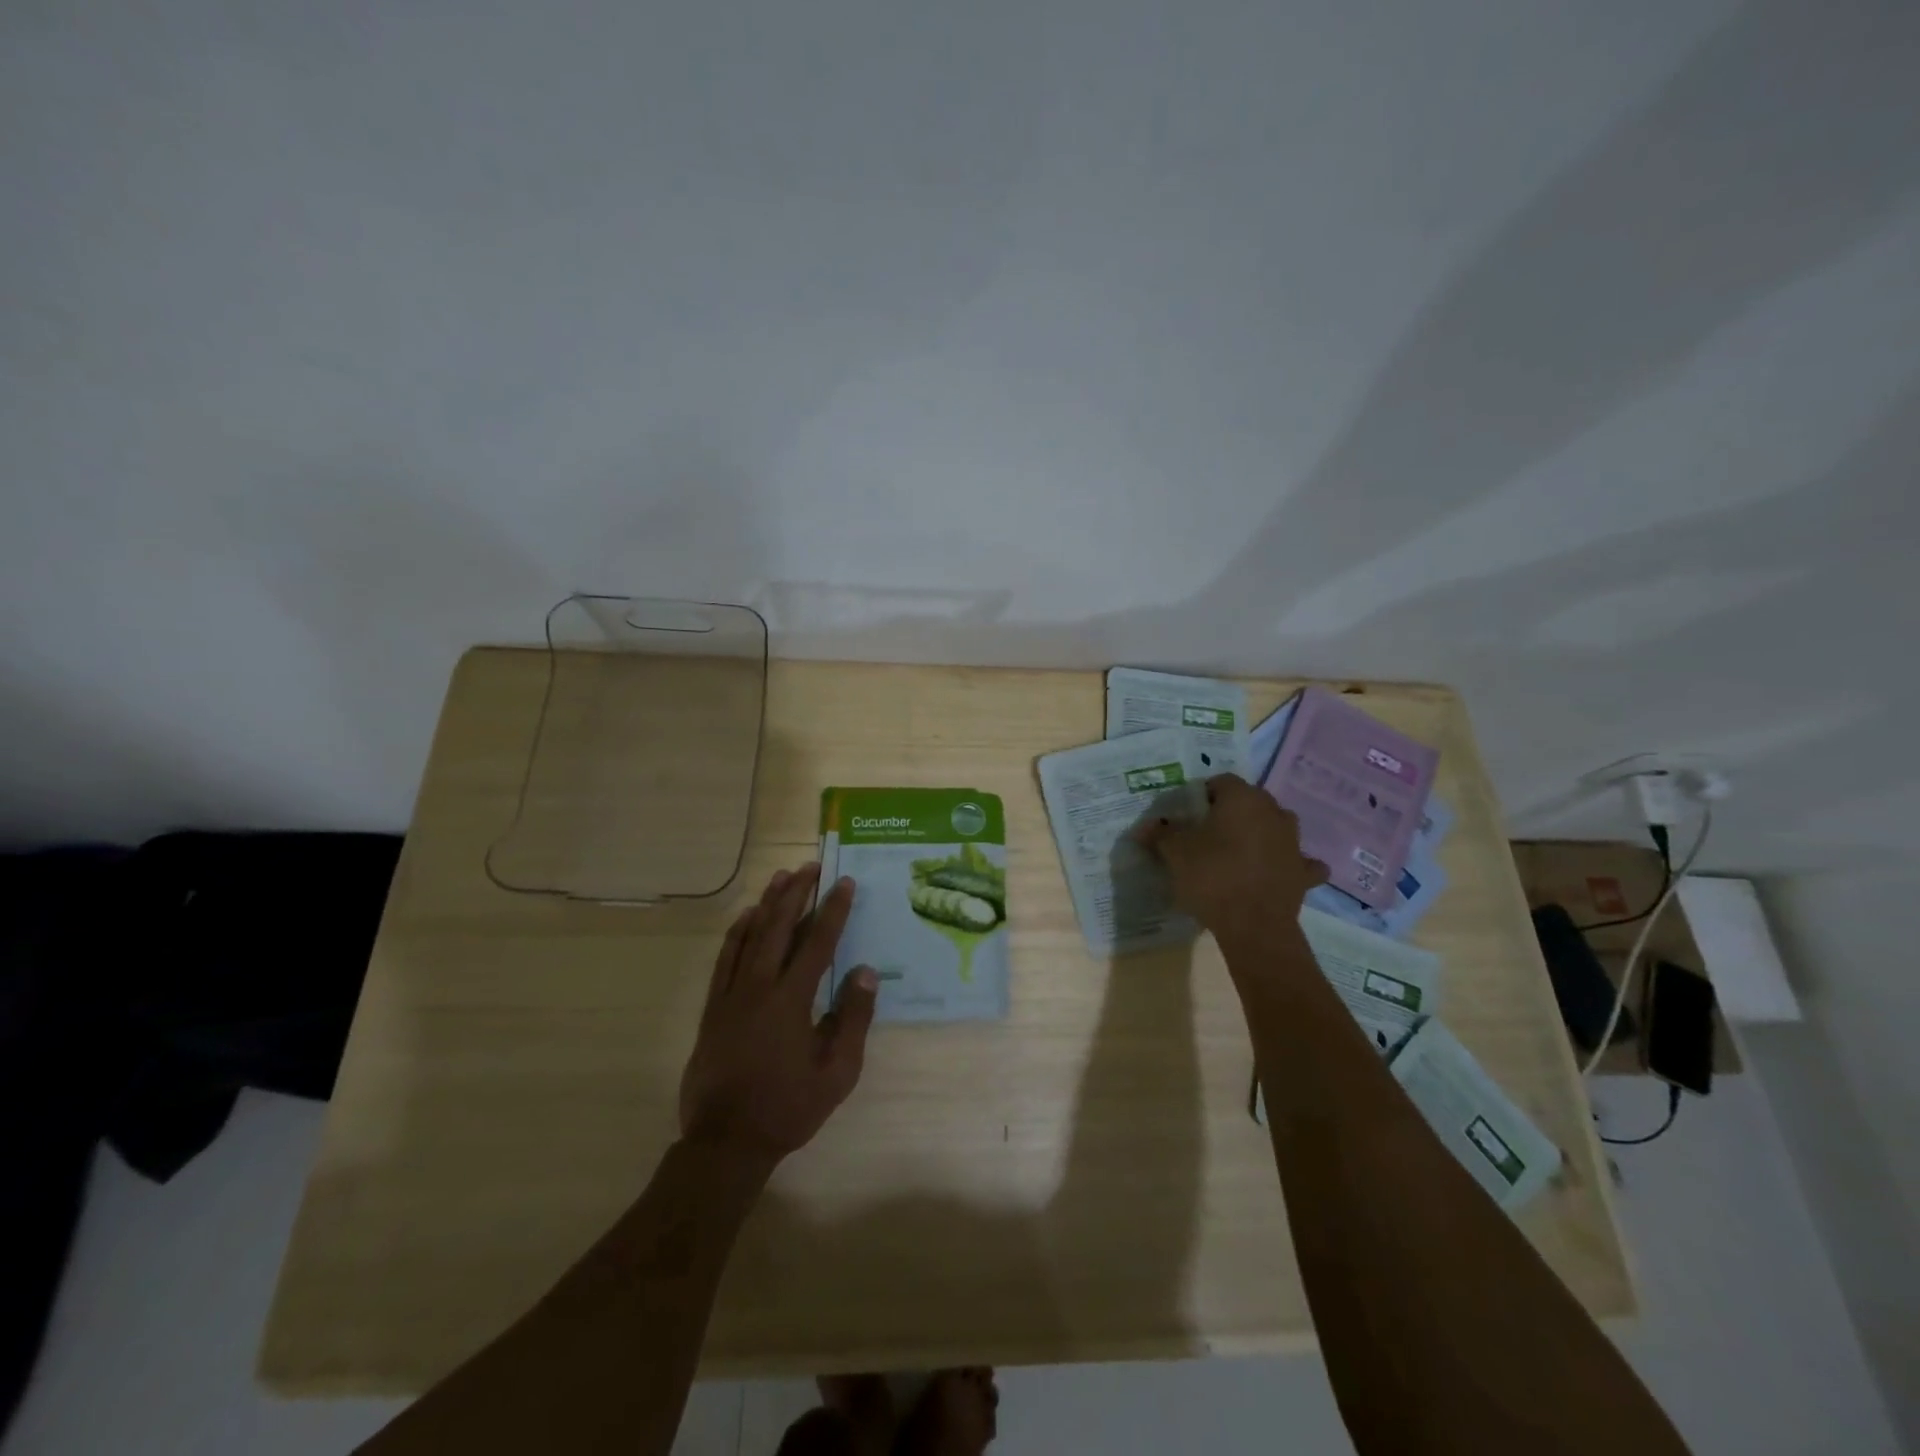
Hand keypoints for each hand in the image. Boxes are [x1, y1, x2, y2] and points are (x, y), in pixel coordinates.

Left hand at [678, 865, 877, 1163]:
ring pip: (750, 936)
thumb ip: (852, 1018)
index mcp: (792, 1000)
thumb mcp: (837, 1072)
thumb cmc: (788, 1108)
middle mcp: (759, 987)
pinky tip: (746, 917)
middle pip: (780, 928)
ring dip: (768, 903)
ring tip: (781, 877)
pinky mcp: (713, 1007)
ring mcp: (731, 995)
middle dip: (797, 893)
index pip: (817, 943)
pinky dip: (737, 932)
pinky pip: (724, 958)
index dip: (833, 910)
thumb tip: (865, 970)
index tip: (845, 883)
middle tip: (811, 866)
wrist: (726, 1142)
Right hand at [1137, 774, 1327, 934]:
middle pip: (1250, 802)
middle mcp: (1273, 811)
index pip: (1221, 782)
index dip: (1202, 796)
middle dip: (1231, 813)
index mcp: (1242, 798)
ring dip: (1261, 833)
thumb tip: (1145, 826)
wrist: (1253, 926)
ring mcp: (1294, 842)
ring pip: (1276, 826)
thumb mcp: (1175, 853)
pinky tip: (1276, 872)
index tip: (1188, 816)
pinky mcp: (1304, 872)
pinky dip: (1288, 864)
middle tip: (1208, 835)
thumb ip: (1160, 834)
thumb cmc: (1211, 877)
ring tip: (1238, 853)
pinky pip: (1299, 861)